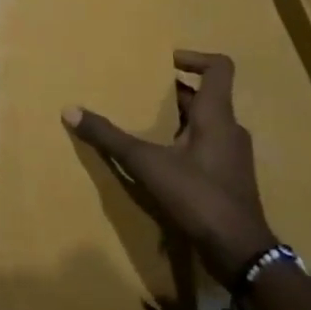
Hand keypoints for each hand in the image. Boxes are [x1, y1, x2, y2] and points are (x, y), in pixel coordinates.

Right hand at [63, 51, 275, 287]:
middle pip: (204, 96)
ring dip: (176, 119)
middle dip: (171, 92)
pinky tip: (158, 159)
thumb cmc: (198, 197)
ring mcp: (232, 156)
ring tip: (142, 123)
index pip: (219, 68)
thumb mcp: (147, 164)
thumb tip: (70, 110)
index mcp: (217, 116)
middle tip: (138, 91)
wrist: (240, 252)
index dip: (194, 57)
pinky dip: (182, 143)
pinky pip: (204, 147)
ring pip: (204, 123)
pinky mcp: (228, 178)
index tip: (163, 61)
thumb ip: (109, 137)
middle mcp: (229, 129)